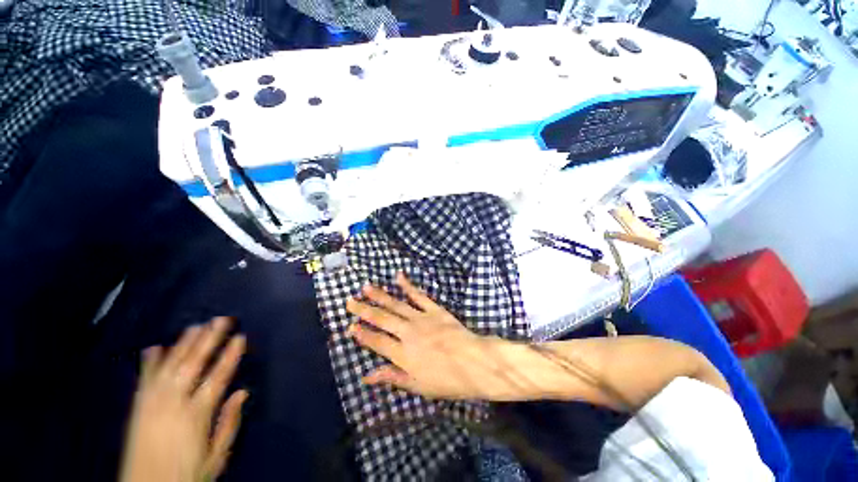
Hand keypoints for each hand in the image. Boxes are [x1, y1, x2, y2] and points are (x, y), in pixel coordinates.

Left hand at [120, 317, 247, 481]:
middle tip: (221, 320)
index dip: (230, 356)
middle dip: (208, 340)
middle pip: (193, 365)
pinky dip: (150, 363)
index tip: (240, 337)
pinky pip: (145, 380)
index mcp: (196, 415)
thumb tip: (242, 392)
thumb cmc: (187, 474)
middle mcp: (174, 403)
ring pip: (170, 366)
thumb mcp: (216, 456)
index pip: (217, 377)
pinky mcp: (138, 408)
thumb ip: (229, 423)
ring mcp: (153, 403)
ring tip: (196, 326)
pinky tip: (155, 348)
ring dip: (183, 344)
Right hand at [346, 273, 515, 399]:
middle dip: (364, 310)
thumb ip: (392, 377)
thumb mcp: (418, 386)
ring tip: (366, 287)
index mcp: (403, 354)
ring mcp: (422, 318)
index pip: (377, 342)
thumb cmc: (447, 379)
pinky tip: (399, 277)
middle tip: (350, 301)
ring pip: (396, 305)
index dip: (362, 334)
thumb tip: (367, 376)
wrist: (474, 362)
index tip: (350, 326)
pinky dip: (408, 286)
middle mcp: (408, 333)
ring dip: (380, 295)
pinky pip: (419, 296)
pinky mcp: (435, 309)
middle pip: (382, 319)